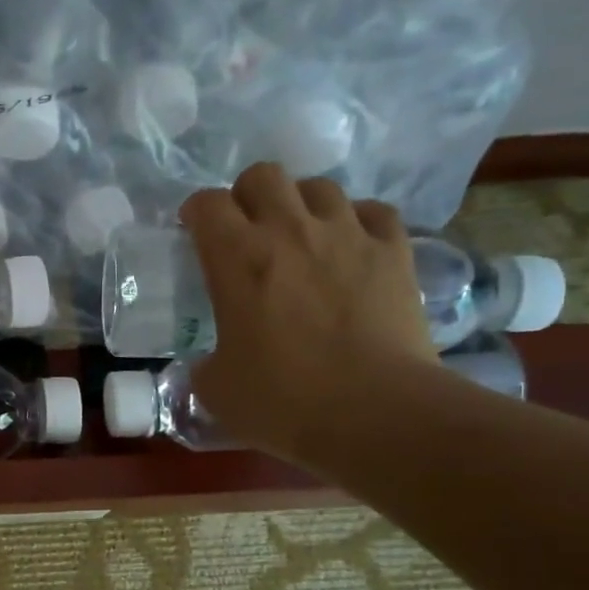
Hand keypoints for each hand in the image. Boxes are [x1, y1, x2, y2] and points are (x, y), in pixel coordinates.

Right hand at [181, 164, 437, 467]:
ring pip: (319, 186)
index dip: (195, 213)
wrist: (375, 413)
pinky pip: (373, 212)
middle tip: (246, 231)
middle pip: (263, 175)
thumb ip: (204, 364)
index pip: (206, 204)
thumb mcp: (215, 389)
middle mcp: (289, 231)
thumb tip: (209, 363)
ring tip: (301, 237)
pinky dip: (357, 222)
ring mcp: (348, 234)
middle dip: (247, 196)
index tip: (193, 232)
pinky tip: (352, 246)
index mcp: (237, 259)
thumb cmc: (282, 401)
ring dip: (301, 205)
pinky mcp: (394, 251)